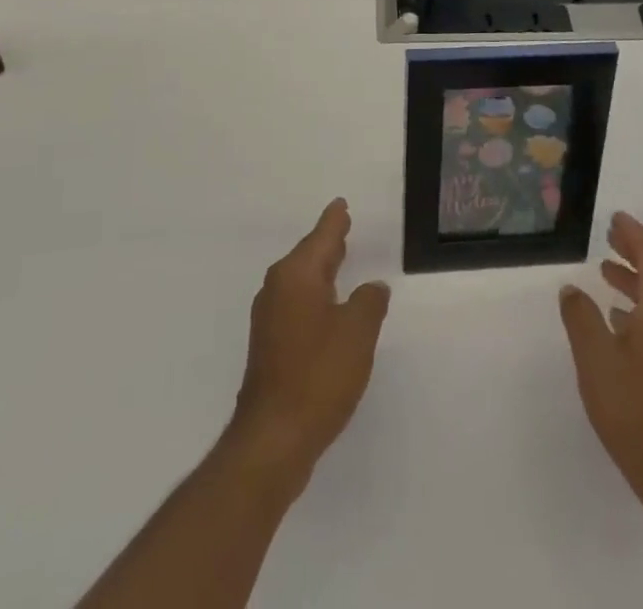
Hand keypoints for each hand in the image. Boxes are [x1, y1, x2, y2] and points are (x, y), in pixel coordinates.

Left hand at [227, 199, 390, 493]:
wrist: (273, 438)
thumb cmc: (318, 375)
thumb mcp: (357, 333)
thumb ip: (369, 302)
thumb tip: (372, 287)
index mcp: (297, 275)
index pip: (321, 237)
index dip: (334, 221)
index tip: (341, 204)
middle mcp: (278, 289)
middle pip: (308, 256)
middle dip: (327, 243)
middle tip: (344, 226)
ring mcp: (270, 319)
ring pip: (301, 281)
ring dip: (321, 271)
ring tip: (340, 260)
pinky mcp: (270, 346)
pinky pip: (297, 304)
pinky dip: (315, 297)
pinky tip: (328, 308)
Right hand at [559, 211, 642, 502]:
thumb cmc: (635, 409)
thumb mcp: (595, 358)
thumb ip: (581, 317)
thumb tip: (572, 289)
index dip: (634, 233)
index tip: (614, 218)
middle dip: (635, 251)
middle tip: (609, 235)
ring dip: (636, 278)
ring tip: (606, 270)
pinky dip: (641, 304)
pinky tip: (618, 318)